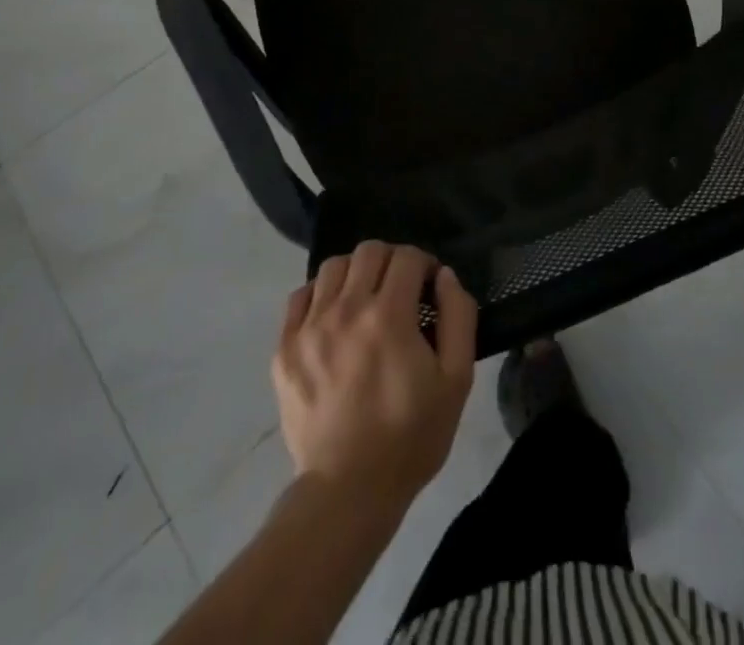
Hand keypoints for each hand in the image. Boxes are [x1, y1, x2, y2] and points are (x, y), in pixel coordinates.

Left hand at [272, 242, 477, 508]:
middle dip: (391, 261)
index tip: (429, 287)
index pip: (406, 257)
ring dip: (356, 273)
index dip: (424, 264)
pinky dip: (320, 294)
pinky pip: (300, 297)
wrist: (348, 492)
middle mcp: (346, 309)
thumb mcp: (456, 381)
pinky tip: (333, 316)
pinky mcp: (284, 349)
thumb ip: (458, 317)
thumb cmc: (410, 436)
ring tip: (365, 300)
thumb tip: (445, 276)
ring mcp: (310, 327)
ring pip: (333, 266)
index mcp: (389, 315)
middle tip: (400, 290)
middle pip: (369, 251)